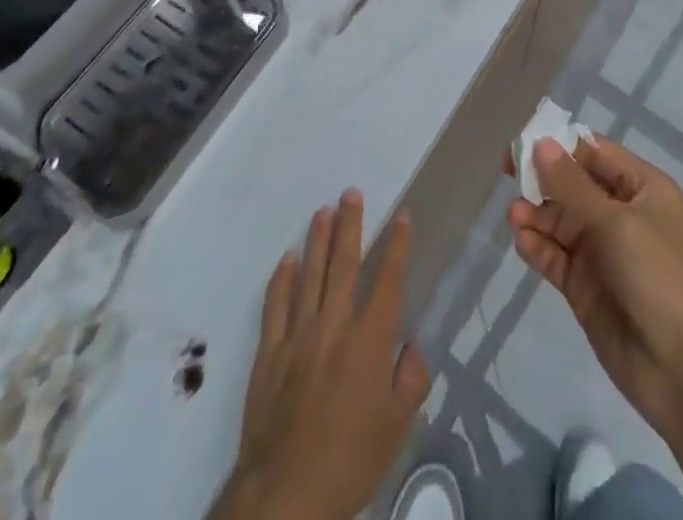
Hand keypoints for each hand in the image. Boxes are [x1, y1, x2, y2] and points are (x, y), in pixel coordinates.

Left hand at [213, 192, 429, 519]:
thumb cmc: (350, 460)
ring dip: (317, 240)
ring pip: (310, 274)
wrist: (286, 493)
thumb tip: (412, 346)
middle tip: (351, 193)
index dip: (397, 246)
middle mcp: (334, 325)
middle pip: (344, 264)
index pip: (388, 280)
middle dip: (350, 225)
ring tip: (323, 210)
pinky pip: (275, 304)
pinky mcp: (270, 351)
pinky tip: (287, 258)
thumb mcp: (396, 429)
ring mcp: (298, 335)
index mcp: (370, 341)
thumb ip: (410, 381)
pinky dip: (281, 278)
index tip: (403, 216)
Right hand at [507, 136, 682, 440]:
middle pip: (572, 184)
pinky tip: (522, 241)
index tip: (522, 142)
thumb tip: (540, 143)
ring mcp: (602, 251)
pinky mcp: (585, 287)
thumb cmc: (660, 277)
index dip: (559, 144)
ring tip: (515, 218)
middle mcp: (621, 213)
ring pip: (560, 220)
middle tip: (508, 174)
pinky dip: (537, 246)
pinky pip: (555, 255)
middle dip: (542, 179)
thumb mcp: (617, 223)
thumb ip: (573, 185)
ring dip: (536, 215)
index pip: (594, 153)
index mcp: (642, 188)